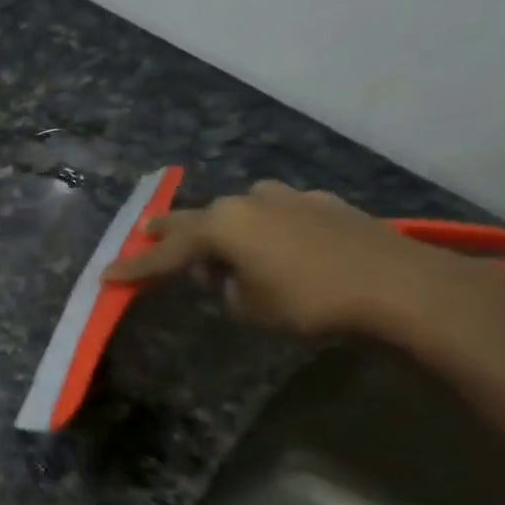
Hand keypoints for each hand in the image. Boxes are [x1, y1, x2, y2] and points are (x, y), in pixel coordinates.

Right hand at [102, 180, 504, 345]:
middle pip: (195, 218)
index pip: (165, 253)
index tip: (106, 276)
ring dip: (220, 225)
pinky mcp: (320, 202)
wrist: (397, 285)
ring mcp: (286, 197)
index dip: (135, 268)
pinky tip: (273, 240)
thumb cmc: (310, 301)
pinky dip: (261, 225)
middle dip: (168, 231)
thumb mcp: (250, 306)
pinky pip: (274, 211)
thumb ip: (227, 287)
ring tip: (216, 244)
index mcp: (221, 227)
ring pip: (237, 209)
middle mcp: (247, 203)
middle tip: (144, 233)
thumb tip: (229, 275)